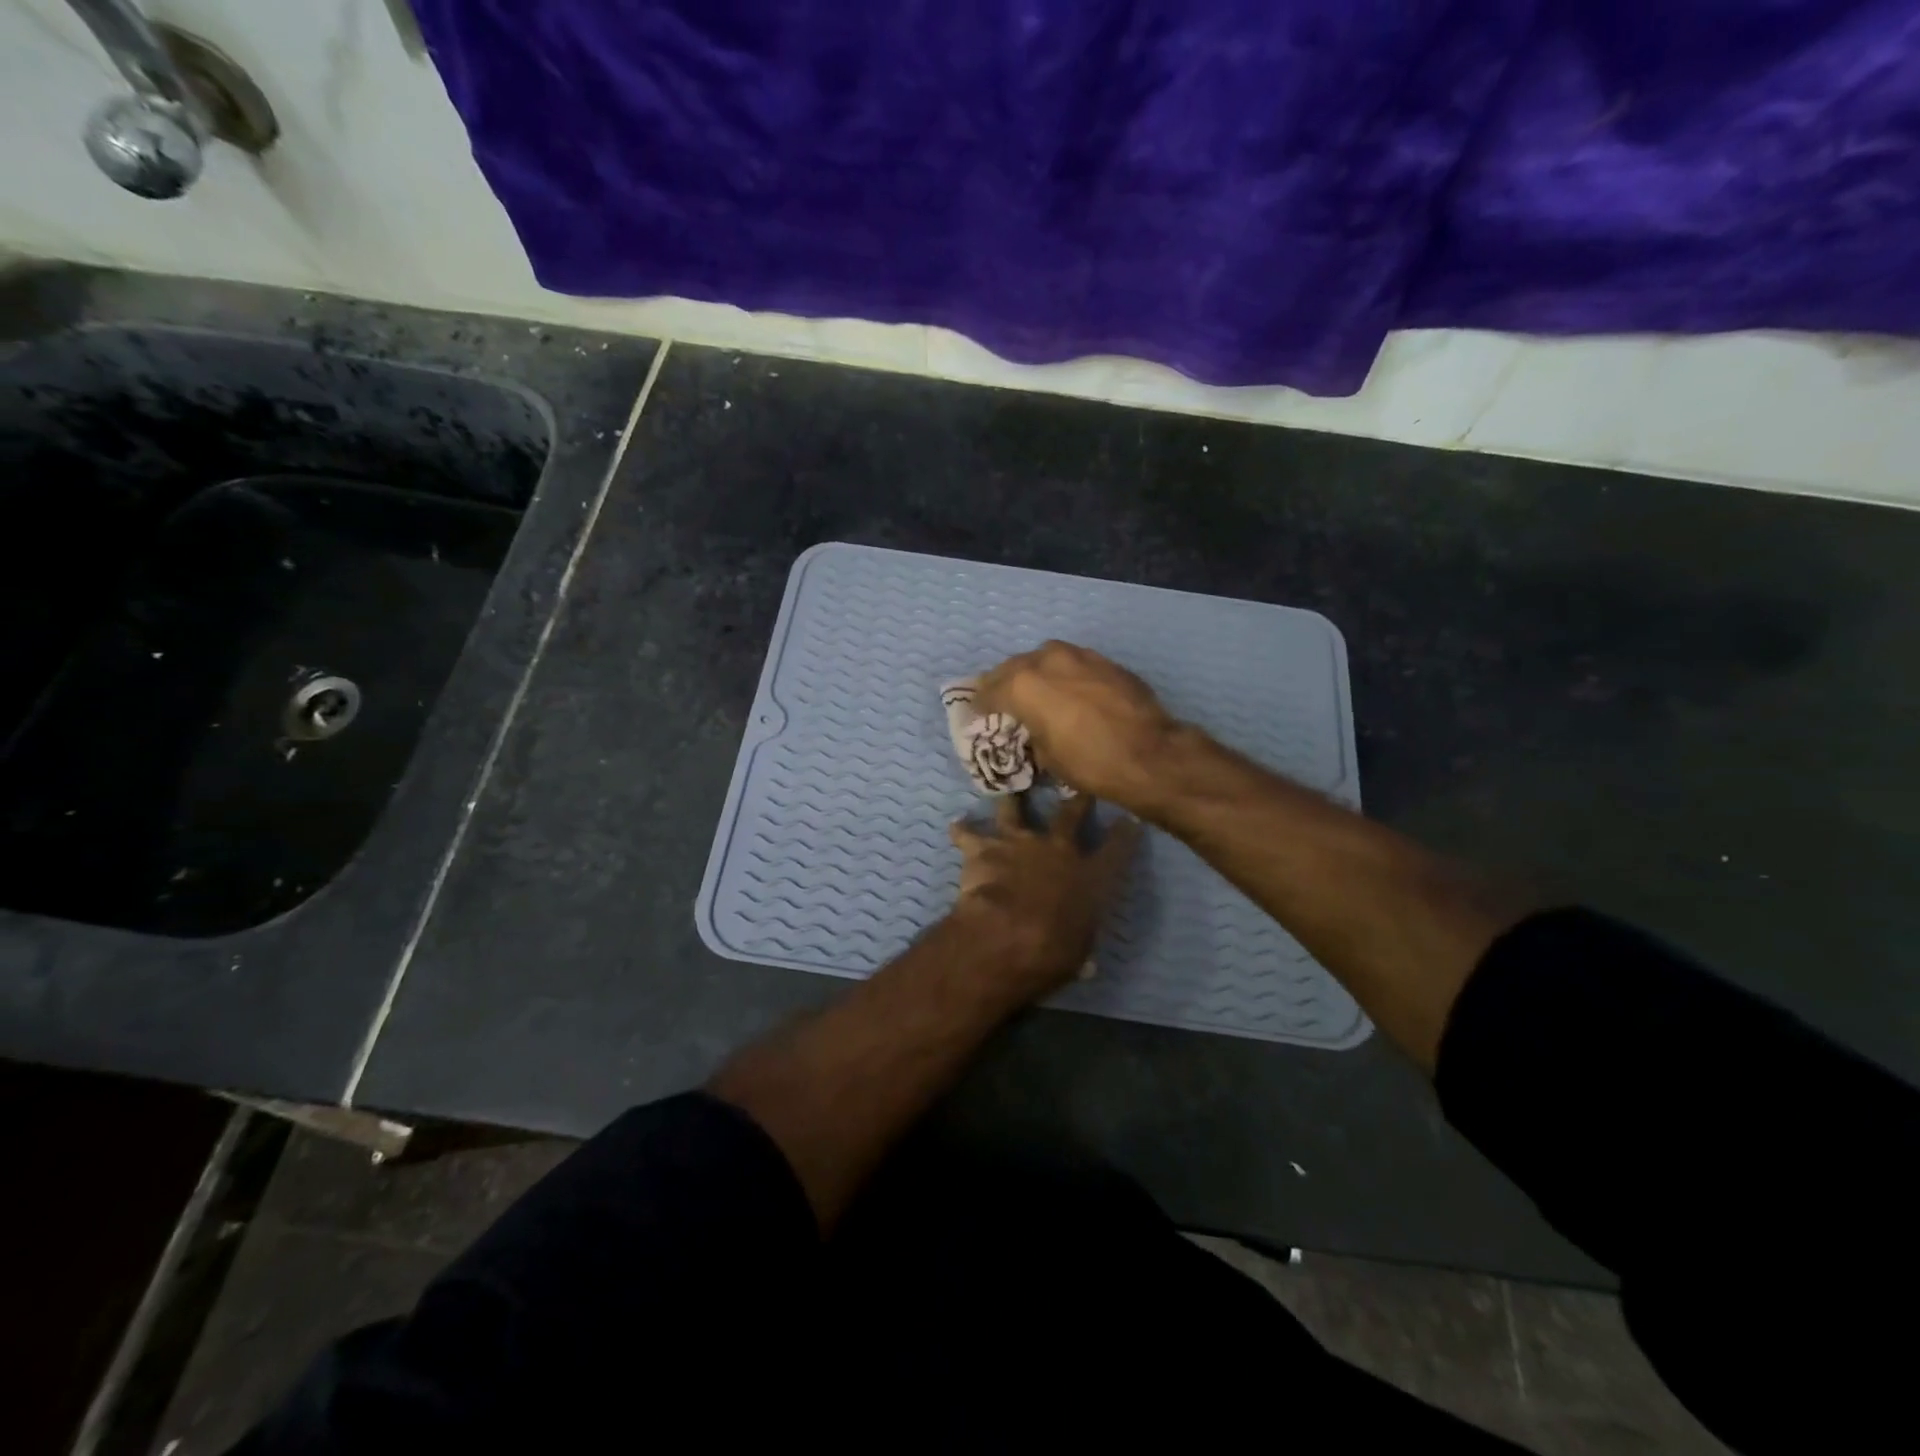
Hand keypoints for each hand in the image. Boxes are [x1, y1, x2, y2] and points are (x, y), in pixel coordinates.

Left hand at [947, 794, 1141, 1001]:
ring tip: (1009, 789)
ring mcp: (1019, 843)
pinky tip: (956, 825)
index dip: (1124, 834)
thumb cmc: (1053, 950)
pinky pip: (969, 834)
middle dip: (1077, 799)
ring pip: (1015, 810)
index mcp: (1088, 876)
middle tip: (1079, 787)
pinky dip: (962, 830)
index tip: (1129, 819)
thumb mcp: (1078, 952)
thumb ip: (1080, 944)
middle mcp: (1057, 849)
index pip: (1115, 849)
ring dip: (1012, 800)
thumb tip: (1085, 963)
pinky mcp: (984, 848)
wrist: (1007, 933)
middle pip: (1070, 815)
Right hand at [976, 641, 1182, 811]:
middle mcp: (1046, 659)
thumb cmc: (1090, 763)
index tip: (977, 716)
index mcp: (1022, 684)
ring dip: (1034, 673)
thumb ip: (1029, 732)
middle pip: (1012, 667)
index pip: (988, 691)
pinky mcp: (1104, 661)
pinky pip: (1072, 663)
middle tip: (1000, 701)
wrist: (1150, 754)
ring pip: (1043, 658)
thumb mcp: (1046, 756)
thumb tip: (1030, 729)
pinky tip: (1067, 692)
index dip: (979, 706)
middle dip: (1003, 684)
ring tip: (1034, 692)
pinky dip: (1062, 675)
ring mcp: (1078, 655)